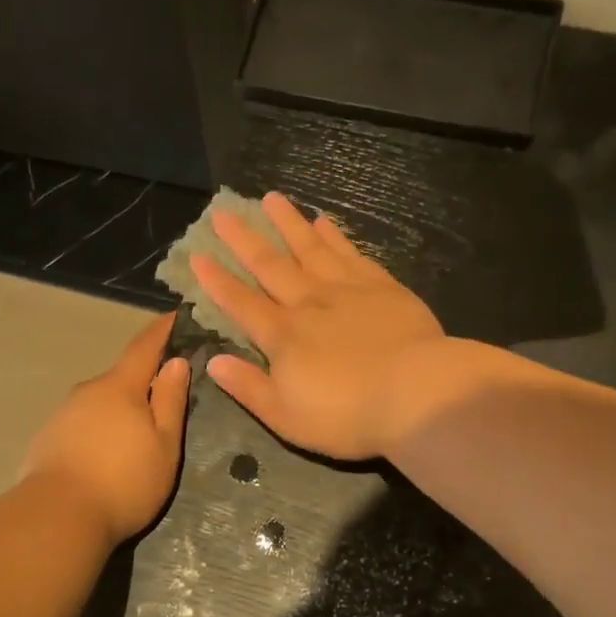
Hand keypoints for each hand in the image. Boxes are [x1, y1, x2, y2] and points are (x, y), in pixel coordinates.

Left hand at [20, 314, 190, 542]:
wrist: (56, 518)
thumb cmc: (123, 481)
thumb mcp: (163, 444)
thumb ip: (170, 400)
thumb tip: (175, 361)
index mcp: (120, 387)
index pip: (144, 347)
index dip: (162, 330)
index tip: (176, 314)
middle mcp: (87, 391)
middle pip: (120, 378)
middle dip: (141, 383)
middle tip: (162, 401)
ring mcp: (62, 414)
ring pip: (99, 403)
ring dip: (117, 411)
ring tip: (133, 440)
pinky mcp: (46, 439)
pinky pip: (80, 425)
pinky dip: (97, 431)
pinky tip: (103, 457)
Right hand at [191, 192, 447, 459]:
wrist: (418, 394)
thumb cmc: (347, 415)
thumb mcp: (285, 417)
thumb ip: (248, 387)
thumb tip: (213, 362)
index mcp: (282, 336)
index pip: (241, 302)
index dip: (217, 280)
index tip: (197, 255)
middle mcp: (308, 303)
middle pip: (270, 265)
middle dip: (244, 239)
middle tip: (223, 213)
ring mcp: (346, 290)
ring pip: (310, 248)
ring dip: (288, 223)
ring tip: (272, 199)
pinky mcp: (382, 287)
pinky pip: (350, 254)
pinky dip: (334, 236)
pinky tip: (324, 222)